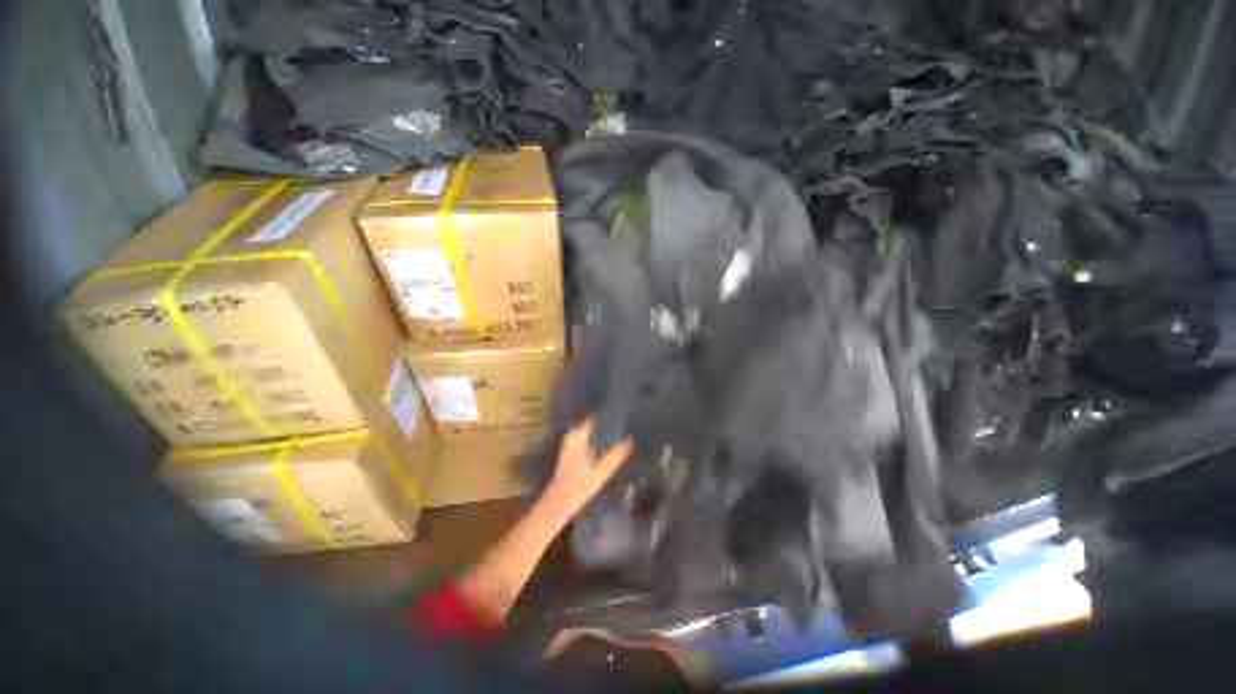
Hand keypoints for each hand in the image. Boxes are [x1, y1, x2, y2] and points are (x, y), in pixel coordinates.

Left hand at [543, 418, 633, 516]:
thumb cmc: (580, 485)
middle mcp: (572, 434)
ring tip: (621, 437)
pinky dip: (598, 442)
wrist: (560, 503)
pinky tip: (610, 448)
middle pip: (594, 424)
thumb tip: (630, 440)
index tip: (625, 418)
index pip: (596, 417)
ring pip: (592, 433)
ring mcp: (570, 442)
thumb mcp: (603, 470)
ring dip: (604, 435)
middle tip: (626, 429)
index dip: (610, 417)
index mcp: (577, 435)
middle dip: (609, 426)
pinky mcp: (571, 451)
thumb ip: (618, 453)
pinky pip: (588, 440)